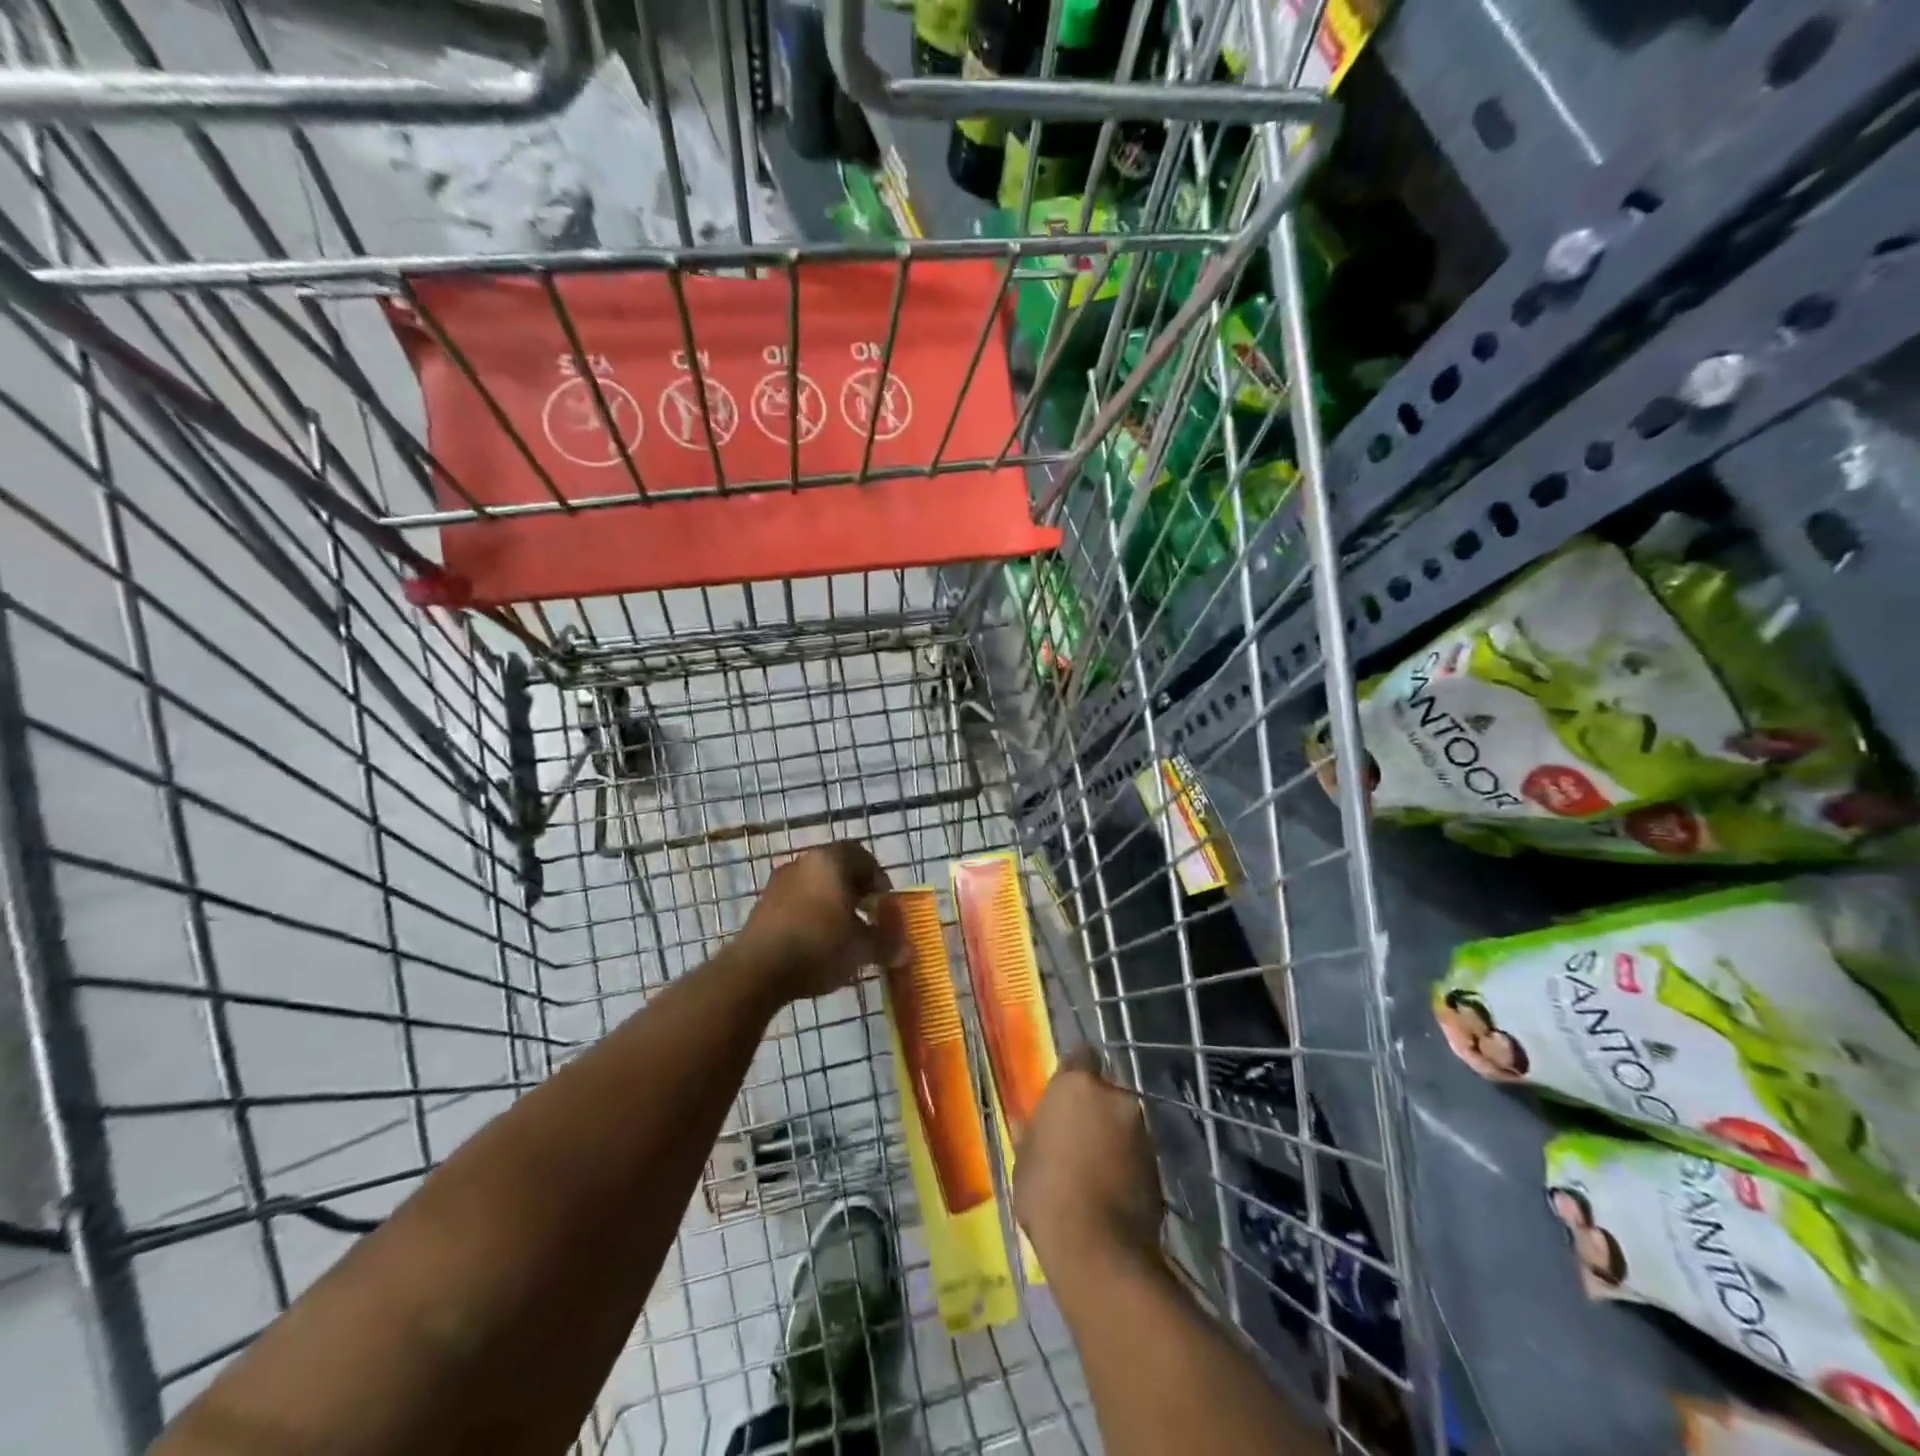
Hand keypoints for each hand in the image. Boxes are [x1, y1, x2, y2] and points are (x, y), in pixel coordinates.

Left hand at [736, 842, 908, 1000]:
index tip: (885, 905)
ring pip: (816, 884)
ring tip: (843, 932)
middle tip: (868, 915)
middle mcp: (804, 862)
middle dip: (856, 891)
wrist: (757, 970)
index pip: (863, 857)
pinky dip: (811, 914)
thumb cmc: (819, 946)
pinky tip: (817, 941)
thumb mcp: (860, 948)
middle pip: (838, 869)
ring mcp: (779, 882)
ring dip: (832, 903)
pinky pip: (797, 901)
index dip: (879, 880)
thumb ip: (886, 944)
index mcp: (831, 861)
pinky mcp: (762, 905)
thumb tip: (906, 950)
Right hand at [1013, 1046, 1163, 1272]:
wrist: (1099, 1249)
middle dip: (1094, 1108)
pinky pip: (1135, 1151)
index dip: (1073, 1071)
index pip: (1079, 1056)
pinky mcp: (1158, 1163)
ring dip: (1111, 1136)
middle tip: (1076, 1137)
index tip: (1064, 1091)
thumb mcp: (1024, 1162)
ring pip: (1122, 1123)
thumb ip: (1032, 1135)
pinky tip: (1111, 1188)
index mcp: (1077, 1086)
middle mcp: (1114, 1097)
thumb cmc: (1047, 1193)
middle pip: (1103, 1092)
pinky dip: (1125, 1162)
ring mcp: (1141, 1130)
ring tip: (1094, 1168)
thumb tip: (1028, 1124)